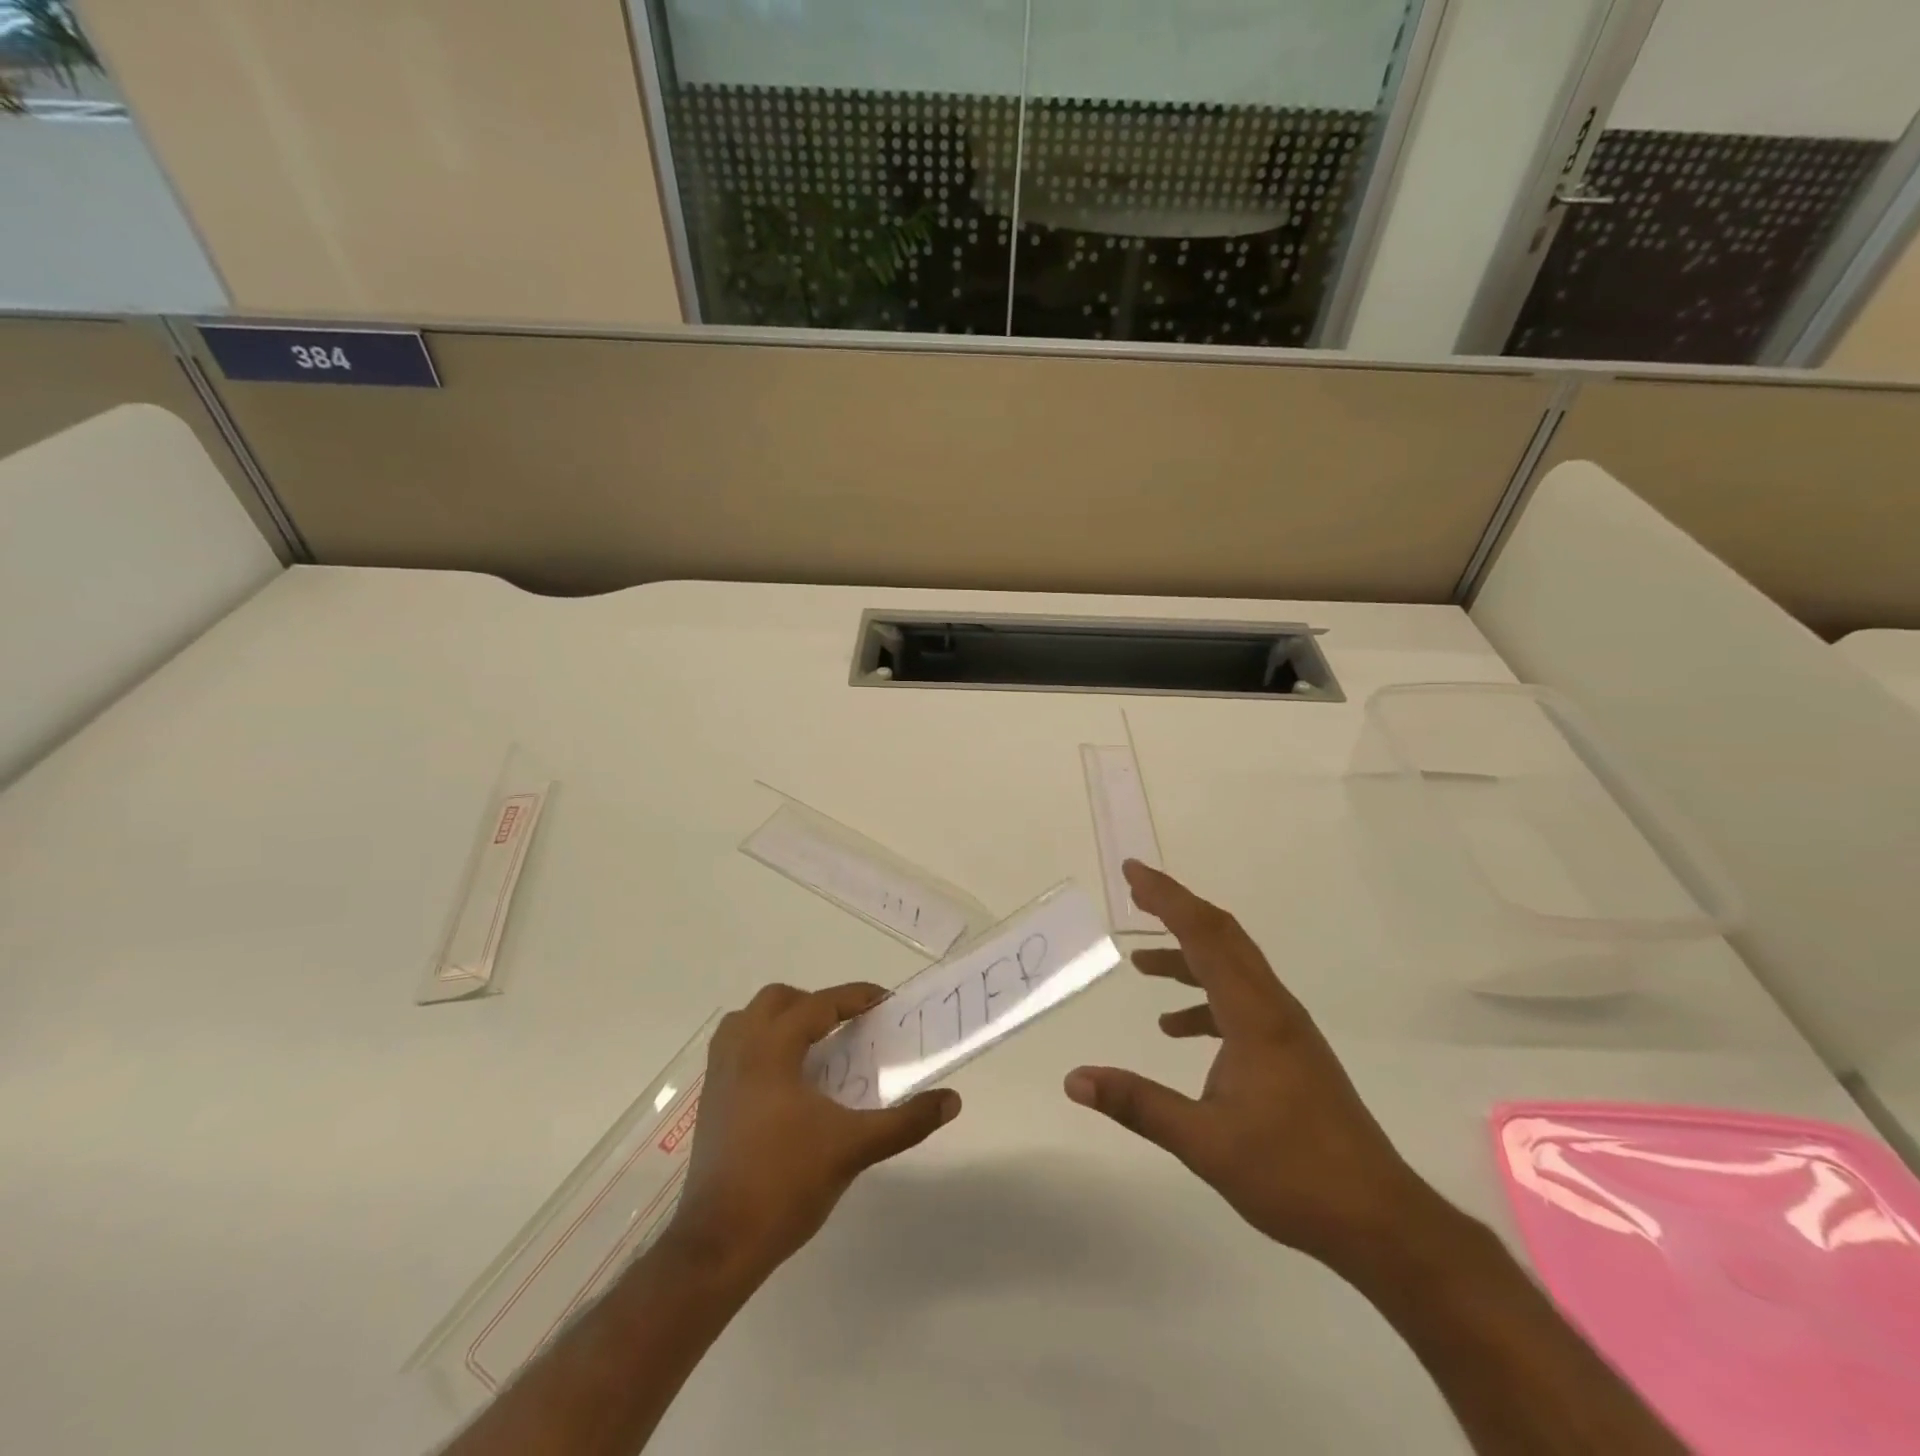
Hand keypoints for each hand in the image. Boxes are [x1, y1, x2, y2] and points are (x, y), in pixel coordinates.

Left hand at [668, 982, 960, 1280]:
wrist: (718, 1245)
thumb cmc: (785, 1184)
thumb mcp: (854, 1148)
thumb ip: (905, 1122)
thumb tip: (952, 1100)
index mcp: (772, 1049)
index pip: (818, 1004)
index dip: (855, 997)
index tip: (885, 1002)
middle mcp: (740, 1050)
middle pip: (777, 1000)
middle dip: (815, 1003)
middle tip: (847, 1026)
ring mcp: (718, 1075)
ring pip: (748, 1020)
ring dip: (782, 1020)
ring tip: (814, 1047)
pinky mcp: (709, 1102)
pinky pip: (734, 1048)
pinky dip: (762, 1045)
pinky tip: (785, 1081)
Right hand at [1066, 862, 1435, 1269]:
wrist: (1378, 1220)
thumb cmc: (1292, 1174)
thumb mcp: (1203, 1141)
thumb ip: (1137, 1104)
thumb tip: (1074, 1079)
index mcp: (1255, 1015)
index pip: (1205, 935)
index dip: (1167, 898)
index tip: (1132, 872)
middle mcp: (1273, 1008)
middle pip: (1222, 936)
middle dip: (1177, 909)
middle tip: (1135, 892)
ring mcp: (1286, 1029)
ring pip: (1232, 968)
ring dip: (1187, 956)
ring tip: (1141, 964)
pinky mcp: (1290, 1051)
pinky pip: (1239, 1002)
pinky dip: (1203, 999)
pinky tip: (1176, 1027)